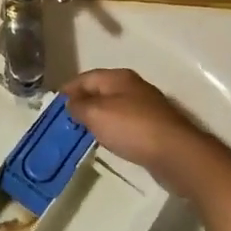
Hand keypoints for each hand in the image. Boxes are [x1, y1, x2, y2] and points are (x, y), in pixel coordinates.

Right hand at [62, 68, 219, 194]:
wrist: (175, 153)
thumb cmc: (131, 128)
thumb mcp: (96, 114)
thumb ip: (79, 106)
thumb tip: (71, 103)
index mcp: (119, 78)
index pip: (86, 77)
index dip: (69, 88)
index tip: (55, 103)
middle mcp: (134, 87)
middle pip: (101, 91)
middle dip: (83, 102)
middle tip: (66, 119)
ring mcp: (147, 107)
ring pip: (114, 107)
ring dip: (98, 116)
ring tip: (83, 131)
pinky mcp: (155, 127)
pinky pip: (126, 123)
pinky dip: (113, 128)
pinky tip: (108, 140)